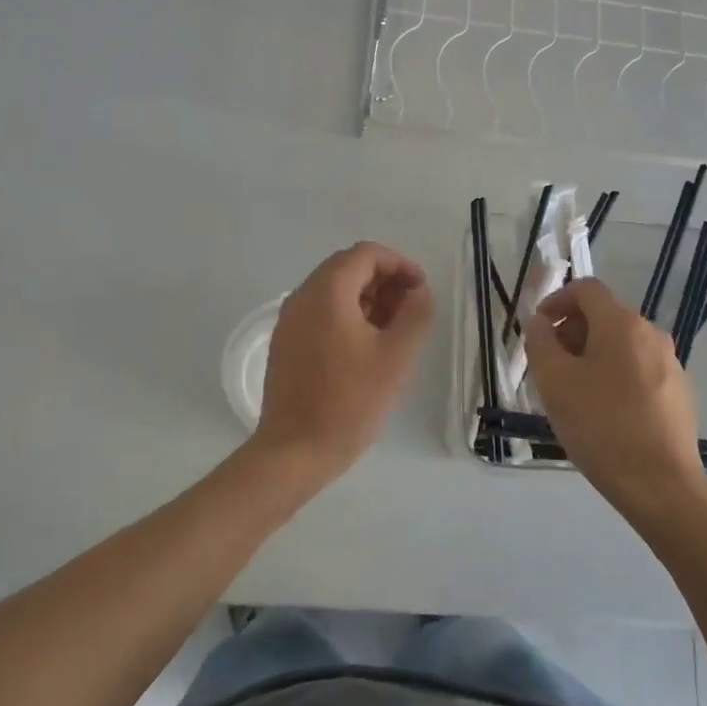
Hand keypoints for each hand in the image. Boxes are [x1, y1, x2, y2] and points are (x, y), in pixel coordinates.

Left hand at [252, 241, 432, 479]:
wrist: (294, 451)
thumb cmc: (349, 402)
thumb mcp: (396, 357)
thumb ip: (415, 314)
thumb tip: (418, 292)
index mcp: (327, 292)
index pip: (366, 254)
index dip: (399, 264)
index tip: (421, 290)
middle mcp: (302, 296)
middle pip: (347, 268)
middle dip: (384, 281)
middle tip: (410, 310)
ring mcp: (289, 320)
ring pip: (333, 291)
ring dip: (367, 299)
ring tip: (393, 330)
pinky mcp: (285, 343)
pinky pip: (320, 313)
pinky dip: (346, 315)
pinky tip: (366, 347)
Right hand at [522, 279, 706, 524]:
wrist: (661, 486)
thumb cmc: (601, 426)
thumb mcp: (555, 382)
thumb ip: (540, 342)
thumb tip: (538, 322)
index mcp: (621, 324)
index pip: (586, 289)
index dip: (556, 300)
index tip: (537, 329)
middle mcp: (651, 334)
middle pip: (604, 316)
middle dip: (571, 332)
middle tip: (550, 367)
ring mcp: (670, 364)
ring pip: (621, 345)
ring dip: (591, 356)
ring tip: (573, 394)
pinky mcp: (680, 393)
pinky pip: (638, 370)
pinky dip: (615, 376)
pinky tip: (604, 414)